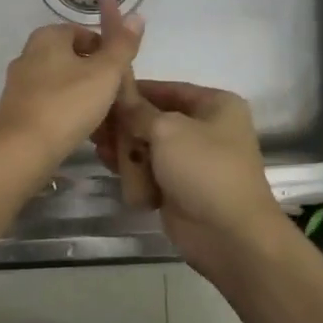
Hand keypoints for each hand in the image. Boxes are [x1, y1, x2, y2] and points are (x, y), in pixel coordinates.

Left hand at [0, 8, 144, 184]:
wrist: (23, 150)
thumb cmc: (68, 105)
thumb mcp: (105, 73)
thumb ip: (122, 45)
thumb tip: (136, 16)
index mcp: (46, 37)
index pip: (84, 33)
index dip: (107, 50)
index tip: (121, 73)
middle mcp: (27, 55)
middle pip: (71, 58)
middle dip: (94, 73)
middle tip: (115, 95)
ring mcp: (18, 84)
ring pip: (59, 82)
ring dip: (80, 94)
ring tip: (101, 115)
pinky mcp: (15, 111)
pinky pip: (48, 103)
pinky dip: (64, 111)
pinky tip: (78, 129)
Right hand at [95, 80, 288, 277]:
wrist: (228, 233)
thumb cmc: (203, 169)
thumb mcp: (167, 130)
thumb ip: (138, 111)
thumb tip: (119, 95)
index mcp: (215, 106)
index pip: (168, 89)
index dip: (135, 90)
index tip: (102, 92)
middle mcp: (206, 129)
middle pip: (155, 119)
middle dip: (125, 123)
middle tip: (95, 126)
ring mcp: (192, 161)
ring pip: (149, 146)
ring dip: (125, 148)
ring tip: (99, 148)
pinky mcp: (179, 187)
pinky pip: (149, 171)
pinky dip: (133, 170)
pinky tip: (110, 166)